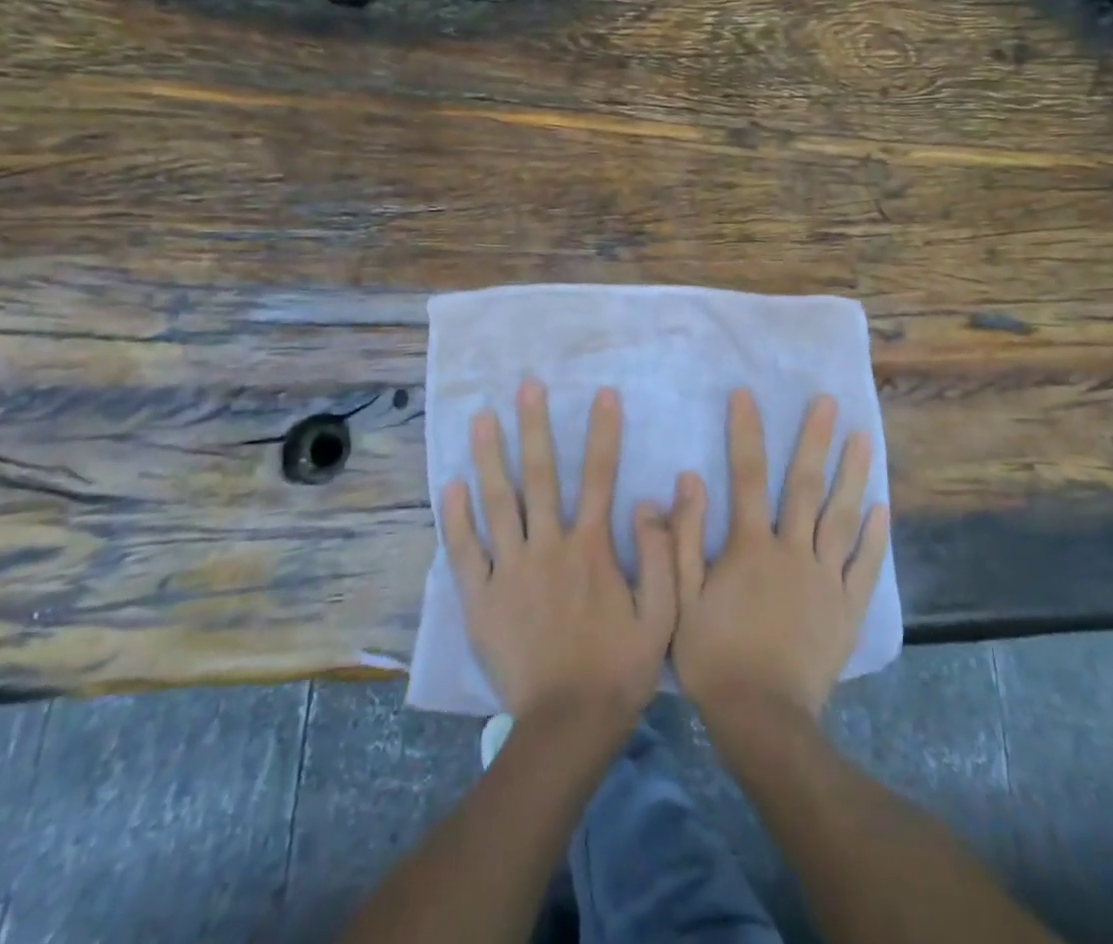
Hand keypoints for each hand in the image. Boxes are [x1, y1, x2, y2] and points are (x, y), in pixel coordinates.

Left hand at [441, 380, 677, 730]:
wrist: (566, 726)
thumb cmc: (619, 668)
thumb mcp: (662, 614)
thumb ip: (660, 554)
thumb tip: (651, 499)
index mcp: (591, 548)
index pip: (600, 476)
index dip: (603, 432)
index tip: (603, 393)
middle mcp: (548, 547)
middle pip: (541, 476)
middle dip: (536, 426)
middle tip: (527, 386)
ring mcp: (509, 571)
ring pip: (498, 502)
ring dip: (490, 456)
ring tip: (482, 418)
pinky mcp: (480, 598)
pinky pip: (464, 550)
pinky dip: (456, 516)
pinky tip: (451, 484)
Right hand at [671, 390, 890, 722]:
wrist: (763, 721)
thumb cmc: (714, 658)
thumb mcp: (681, 599)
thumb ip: (682, 539)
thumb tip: (687, 480)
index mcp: (750, 547)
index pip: (746, 476)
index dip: (745, 432)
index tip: (746, 394)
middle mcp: (793, 550)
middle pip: (804, 485)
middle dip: (814, 439)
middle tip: (828, 401)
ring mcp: (826, 578)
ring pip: (842, 516)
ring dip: (853, 473)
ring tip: (863, 437)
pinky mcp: (848, 607)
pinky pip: (865, 564)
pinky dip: (875, 534)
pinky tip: (882, 506)